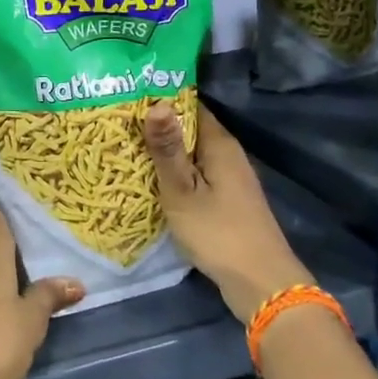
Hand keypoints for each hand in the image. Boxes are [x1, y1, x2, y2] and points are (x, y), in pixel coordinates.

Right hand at [145, 100, 313, 322]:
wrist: (260, 284)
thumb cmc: (218, 232)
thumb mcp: (183, 190)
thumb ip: (167, 148)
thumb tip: (157, 102)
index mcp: (220, 144)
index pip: (190, 105)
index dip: (161, 98)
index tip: (128, 94)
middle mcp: (228, 155)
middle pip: (190, 129)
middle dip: (158, 124)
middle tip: (117, 120)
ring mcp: (230, 179)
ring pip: (192, 154)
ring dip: (165, 151)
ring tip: (125, 145)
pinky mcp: (227, 201)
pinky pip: (196, 174)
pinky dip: (175, 173)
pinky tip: (150, 179)